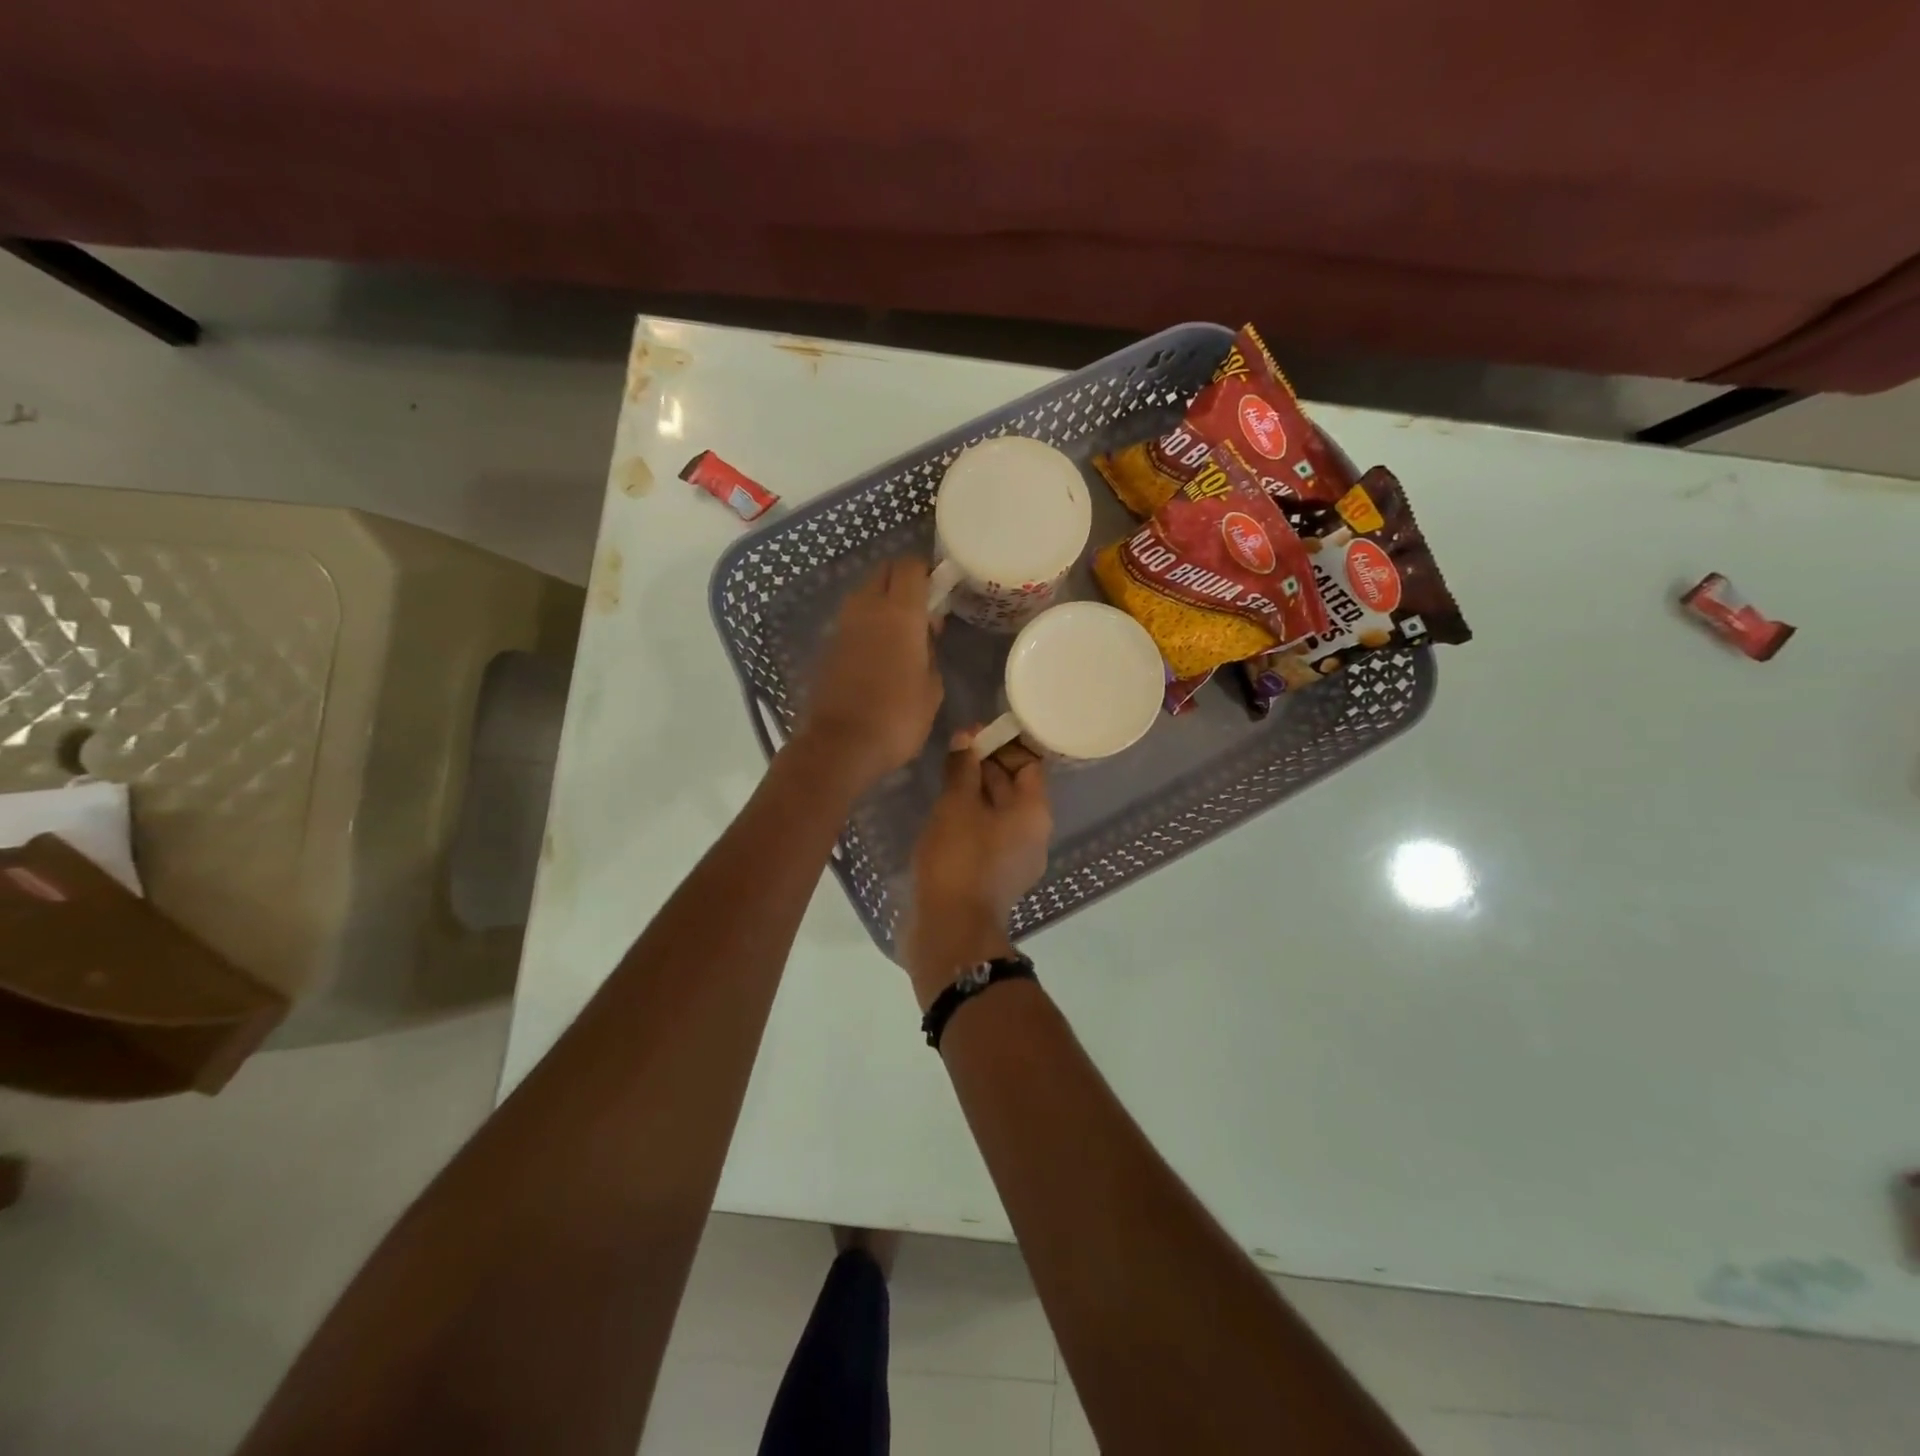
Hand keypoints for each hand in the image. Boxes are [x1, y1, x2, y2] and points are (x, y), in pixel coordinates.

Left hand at [799, 558, 943, 788]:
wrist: (840, 746)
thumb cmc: (897, 718)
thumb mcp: (931, 689)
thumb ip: (930, 653)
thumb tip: (922, 639)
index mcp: (900, 613)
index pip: (911, 566)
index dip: (927, 570)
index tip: (940, 587)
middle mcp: (867, 608)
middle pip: (884, 572)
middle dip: (903, 580)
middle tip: (922, 609)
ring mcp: (843, 626)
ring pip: (865, 595)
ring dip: (883, 602)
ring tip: (901, 634)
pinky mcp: (828, 646)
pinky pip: (852, 621)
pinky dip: (867, 625)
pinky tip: (879, 654)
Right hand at [905, 736, 1051, 1007]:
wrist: (951, 931)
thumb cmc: (959, 860)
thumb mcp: (956, 805)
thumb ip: (962, 768)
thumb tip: (966, 738)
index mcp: (1034, 813)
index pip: (1030, 764)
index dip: (1005, 744)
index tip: (974, 732)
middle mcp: (1032, 834)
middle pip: (1014, 787)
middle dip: (987, 764)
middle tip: (954, 747)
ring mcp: (1014, 858)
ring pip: (997, 812)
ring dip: (974, 790)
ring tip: (944, 773)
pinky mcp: (992, 876)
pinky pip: (986, 834)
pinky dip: (969, 817)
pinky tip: (942, 810)